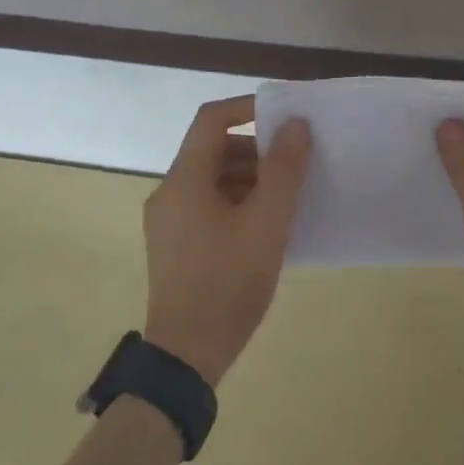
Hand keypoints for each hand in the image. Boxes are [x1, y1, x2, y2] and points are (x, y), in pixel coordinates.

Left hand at [142, 96, 311, 385]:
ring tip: (285, 202)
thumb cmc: (228, 282)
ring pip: (211, 180)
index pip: (212, 119)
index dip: (248, 108)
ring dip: (248, 179)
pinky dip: (236, 203)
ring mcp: (168, 221)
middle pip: (212, 150)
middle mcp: (169, 192)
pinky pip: (207, 206)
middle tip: (293, 169)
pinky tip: (264, 229)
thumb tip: (295, 125)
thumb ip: (283, 170)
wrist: (186, 356)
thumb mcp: (267, 223)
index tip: (284, 118)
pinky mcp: (174, 246)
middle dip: (255, 152)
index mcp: (184, 179)